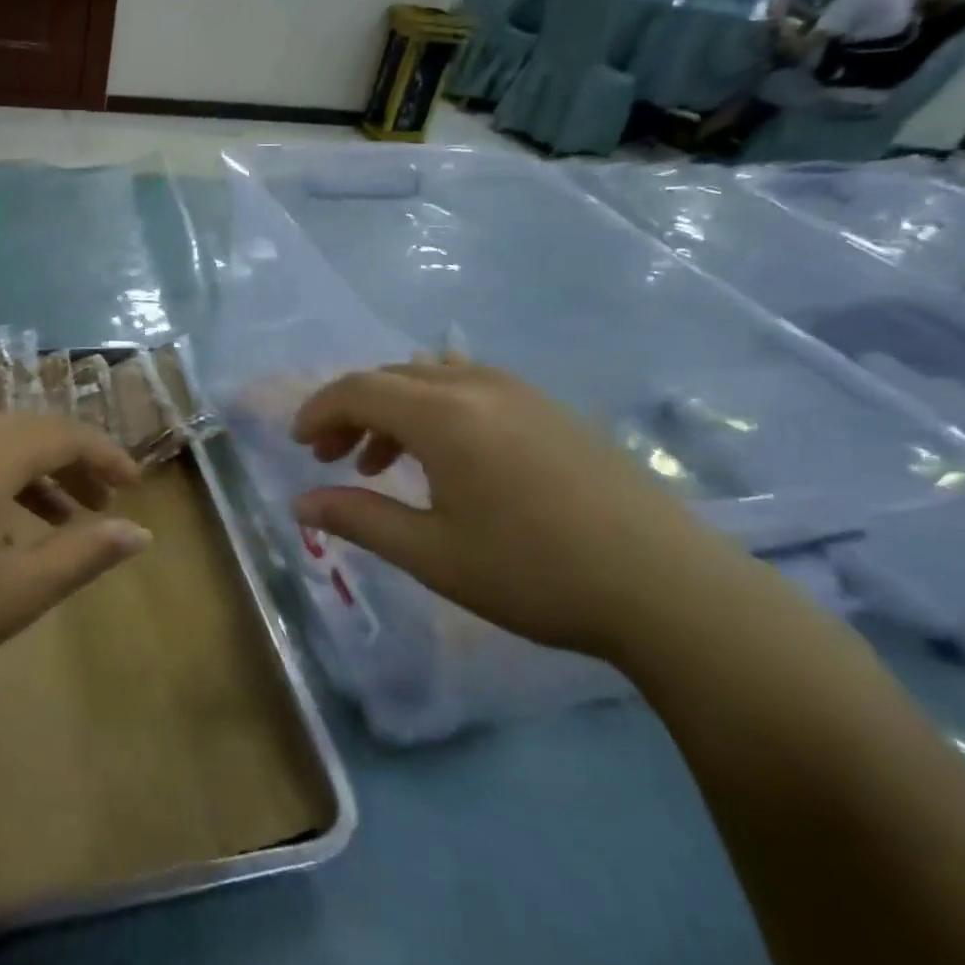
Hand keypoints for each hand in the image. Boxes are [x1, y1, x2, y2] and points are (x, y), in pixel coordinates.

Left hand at [0, 416, 149, 721]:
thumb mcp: (18, 591)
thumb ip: (85, 553)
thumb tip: (140, 532)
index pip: (64, 433)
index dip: (105, 455)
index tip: (135, 485)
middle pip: (27, 432)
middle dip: (72, 464)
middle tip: (102, 505)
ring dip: (32, 475)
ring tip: (60, 519)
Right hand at [291, 360, 752, 658]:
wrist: (667, 588)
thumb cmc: (535, 573)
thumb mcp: (432, 554)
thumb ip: (359, 519)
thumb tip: (300, 503)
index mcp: (444, 415)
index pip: (359, 389)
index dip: (318, 410)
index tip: (297, 444)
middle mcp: (478, 386)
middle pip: (391, 377)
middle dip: (350, 409)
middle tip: (330, 457)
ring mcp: (521, 391)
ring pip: (431, 377)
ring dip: (393, 408)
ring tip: (382, 460)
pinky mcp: (551, 408)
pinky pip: (471, 385)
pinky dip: (435, 407)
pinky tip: (445, 452)